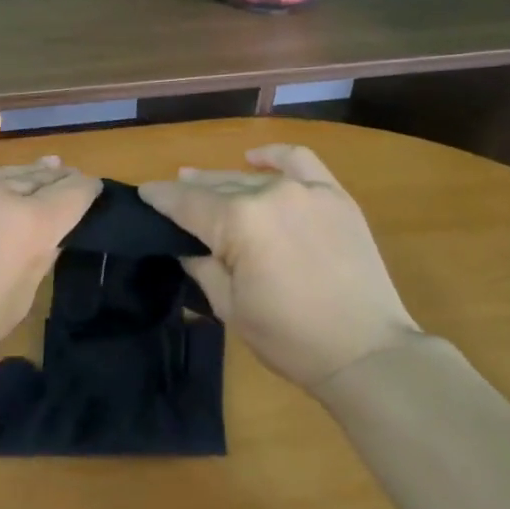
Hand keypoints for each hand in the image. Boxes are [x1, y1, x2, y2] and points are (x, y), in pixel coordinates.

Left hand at [0, 111, 101, 381]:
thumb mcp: (19, 302)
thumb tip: (53, 227)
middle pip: (38, 178)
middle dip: (56, 181)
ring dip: (21, 174)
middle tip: (63, 185)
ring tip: (39, 168)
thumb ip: (41, 255)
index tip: (89, 194)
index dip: (87, 191)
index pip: (74, 192)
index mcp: (31, 226)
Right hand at [139, 144, 417, 389]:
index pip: (186, 203)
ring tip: (203, 181)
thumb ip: (202, 266)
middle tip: (171, 197)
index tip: (143, 193)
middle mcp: (268, 194)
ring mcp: (305, 190)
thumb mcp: (229, 307)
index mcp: (237, 223)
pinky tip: (256, 159)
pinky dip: (274, 157)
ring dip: (224, 179)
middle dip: (190, 190)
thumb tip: (187, 244)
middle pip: (217, 186)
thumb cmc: (289, 338)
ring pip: (252, 177)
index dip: (160, 197)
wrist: (366, 352)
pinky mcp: (335, 196)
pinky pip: (300, 161)